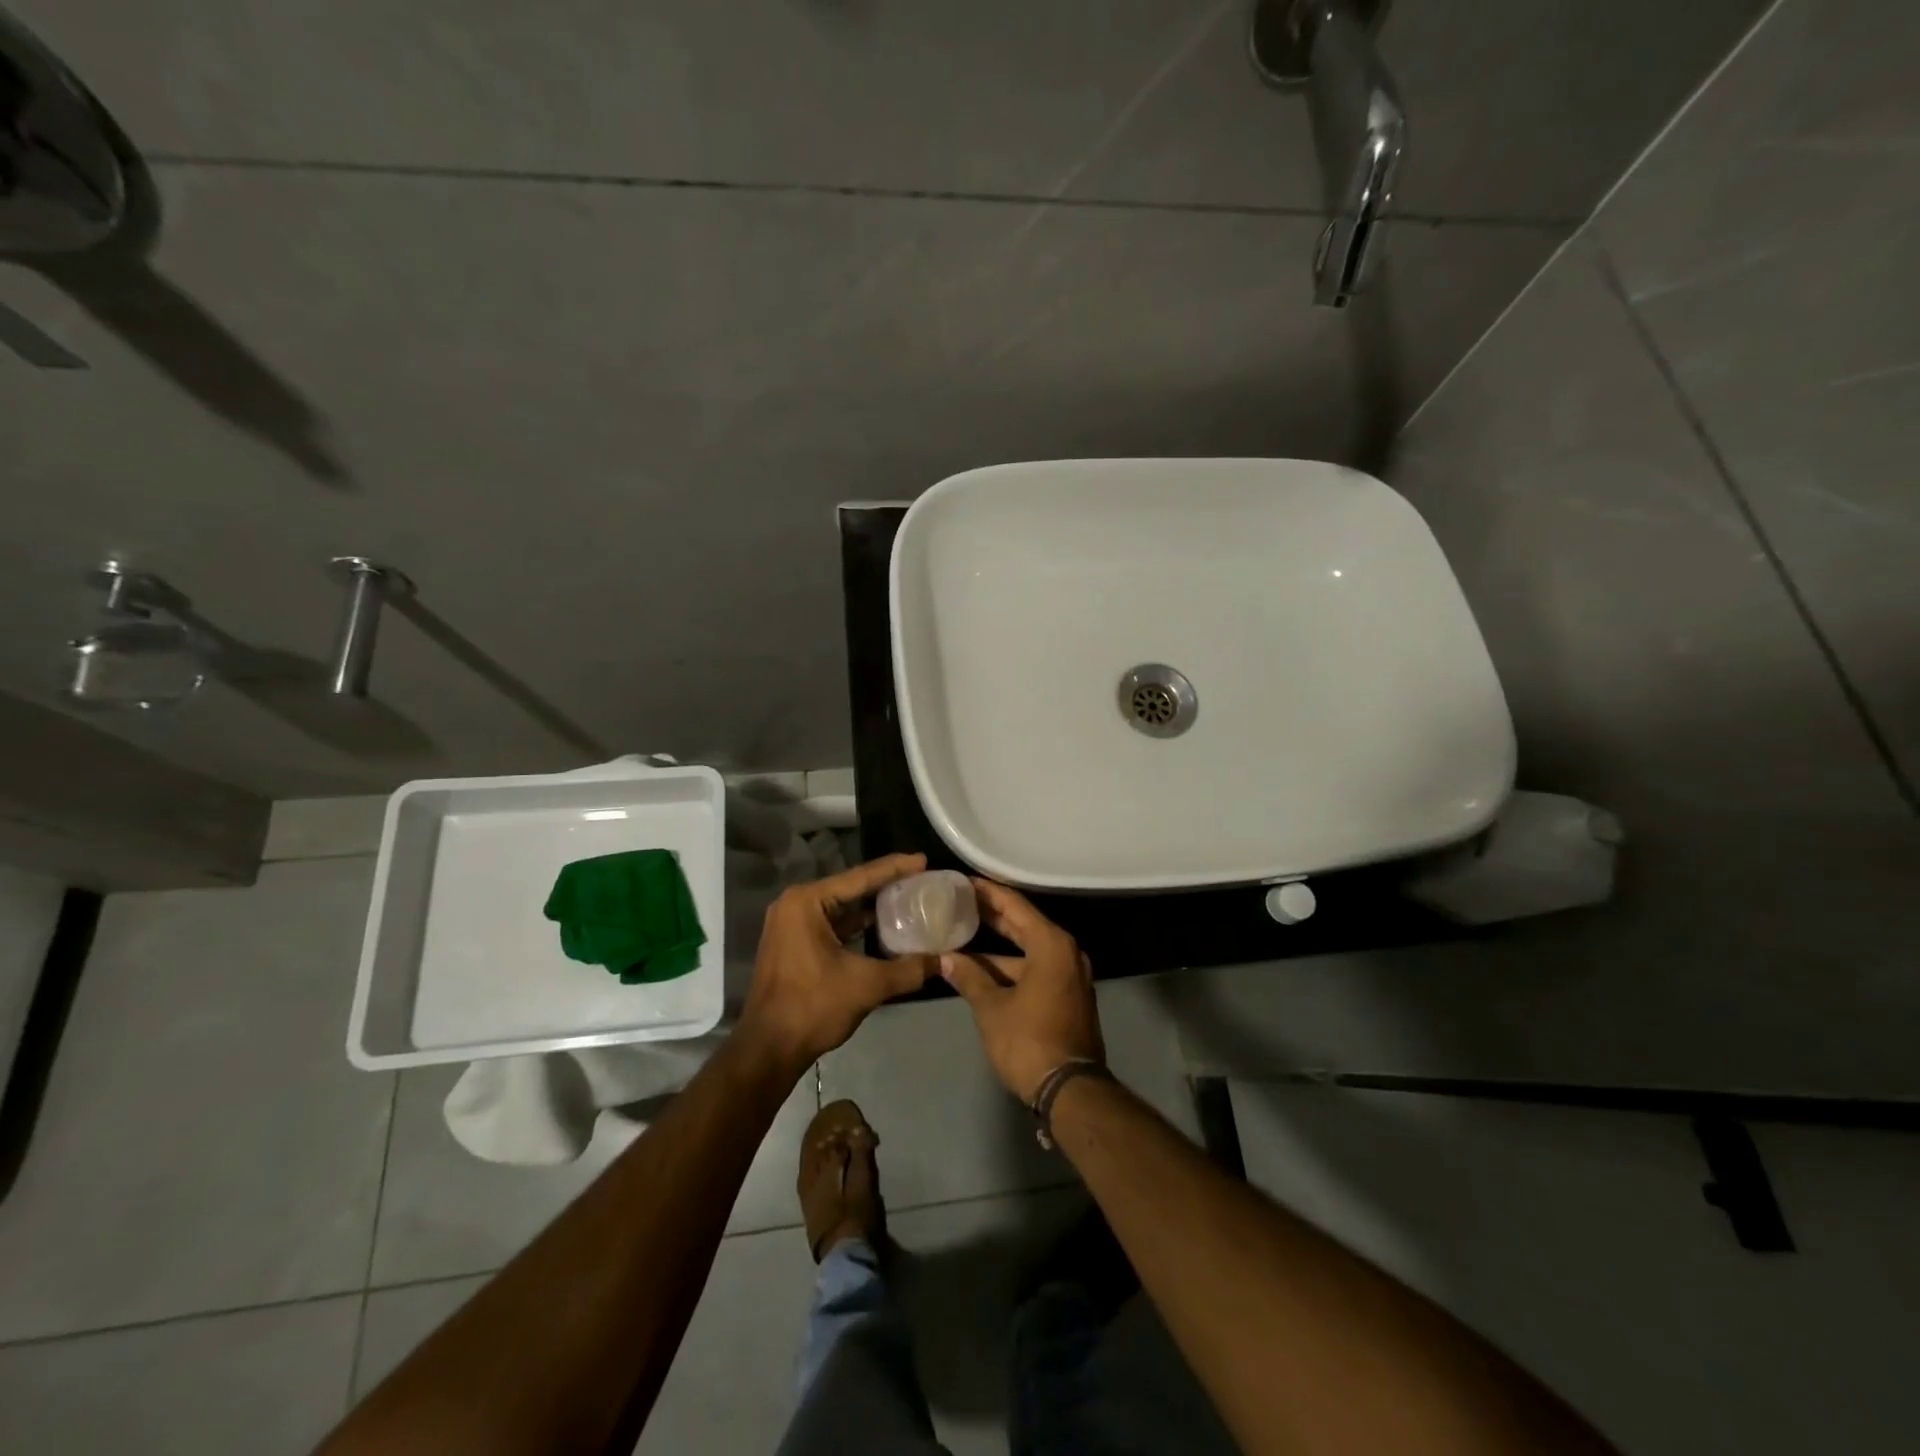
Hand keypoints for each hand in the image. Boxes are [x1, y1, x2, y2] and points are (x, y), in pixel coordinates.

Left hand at [739, 853, 935, 1069]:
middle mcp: (795, 904)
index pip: (860, 877)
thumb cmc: (813, 1007)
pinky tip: (883, 926)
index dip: (895, 868)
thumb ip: (909, 969)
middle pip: (849, 888)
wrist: (769, 1049)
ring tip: (908, 898)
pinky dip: (856, 924)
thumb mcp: (867, 984)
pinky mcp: (792, 943)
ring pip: (840, 907)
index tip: (924, 860)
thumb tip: (945, 961)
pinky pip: (831, 924)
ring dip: (871, 905)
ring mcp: (790, 924)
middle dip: (885, 884)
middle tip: (921, 878)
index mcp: (807, 902)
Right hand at [939, 880, 1103, 1102]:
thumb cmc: (1028, 1041)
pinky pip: (1036, 968)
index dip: (988, 892)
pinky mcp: (1067, 996)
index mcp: (1052, 944)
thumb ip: (969, 977)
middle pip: (1023, 924)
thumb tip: (946, 959)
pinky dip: (1011, 966)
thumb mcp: (992, 1008)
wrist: (1070, 1090)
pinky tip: (982, 969)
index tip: (964, 881)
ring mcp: (1070, 975)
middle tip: (960, 901)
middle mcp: (1066, 952)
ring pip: (1028, 950)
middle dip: (991, 915)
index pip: (1015, 906)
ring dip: (997, 948)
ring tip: (962, 936)